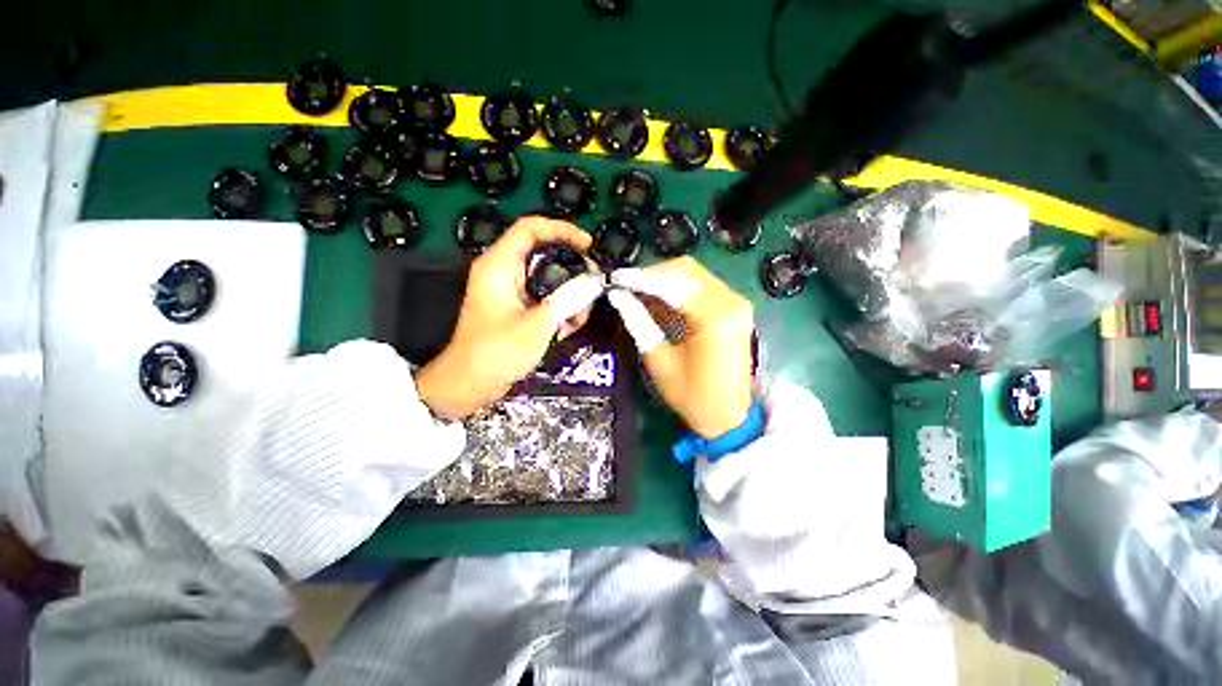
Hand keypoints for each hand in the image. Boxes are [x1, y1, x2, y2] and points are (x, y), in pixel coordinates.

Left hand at [416, 217, 602, 419]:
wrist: (470, 384)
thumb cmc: (497, 351)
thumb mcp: (538, 324)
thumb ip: (568, 299)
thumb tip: (592, 282)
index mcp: (499, 265)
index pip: (531, 228)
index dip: (562, 229)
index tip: (587, 245)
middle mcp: (504, 272)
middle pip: (544, 254)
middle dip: (572, 268)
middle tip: (592, 283)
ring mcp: (511, 291)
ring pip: (548, 279)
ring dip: (569, 294)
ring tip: (581, 314)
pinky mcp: (517, 308)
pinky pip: (544, 298)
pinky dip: (560, 308)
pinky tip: (570, 326)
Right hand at [607, 257, 754, 438]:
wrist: (729, 417)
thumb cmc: (693, 396)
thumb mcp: (659, 360)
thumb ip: (639, 322)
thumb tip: (618, 296)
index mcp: (714, 316)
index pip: (672, 283)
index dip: (640, 278)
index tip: (615, 277)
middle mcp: (730, 301)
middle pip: (686, 270)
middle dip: (653, 275)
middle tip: (626, 286)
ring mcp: (736, 303)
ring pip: (693, 276)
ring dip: (664, 281)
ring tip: (636, 293)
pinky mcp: (734, 310)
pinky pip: (701, 288)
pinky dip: (677, 291)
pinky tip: (657, 301)